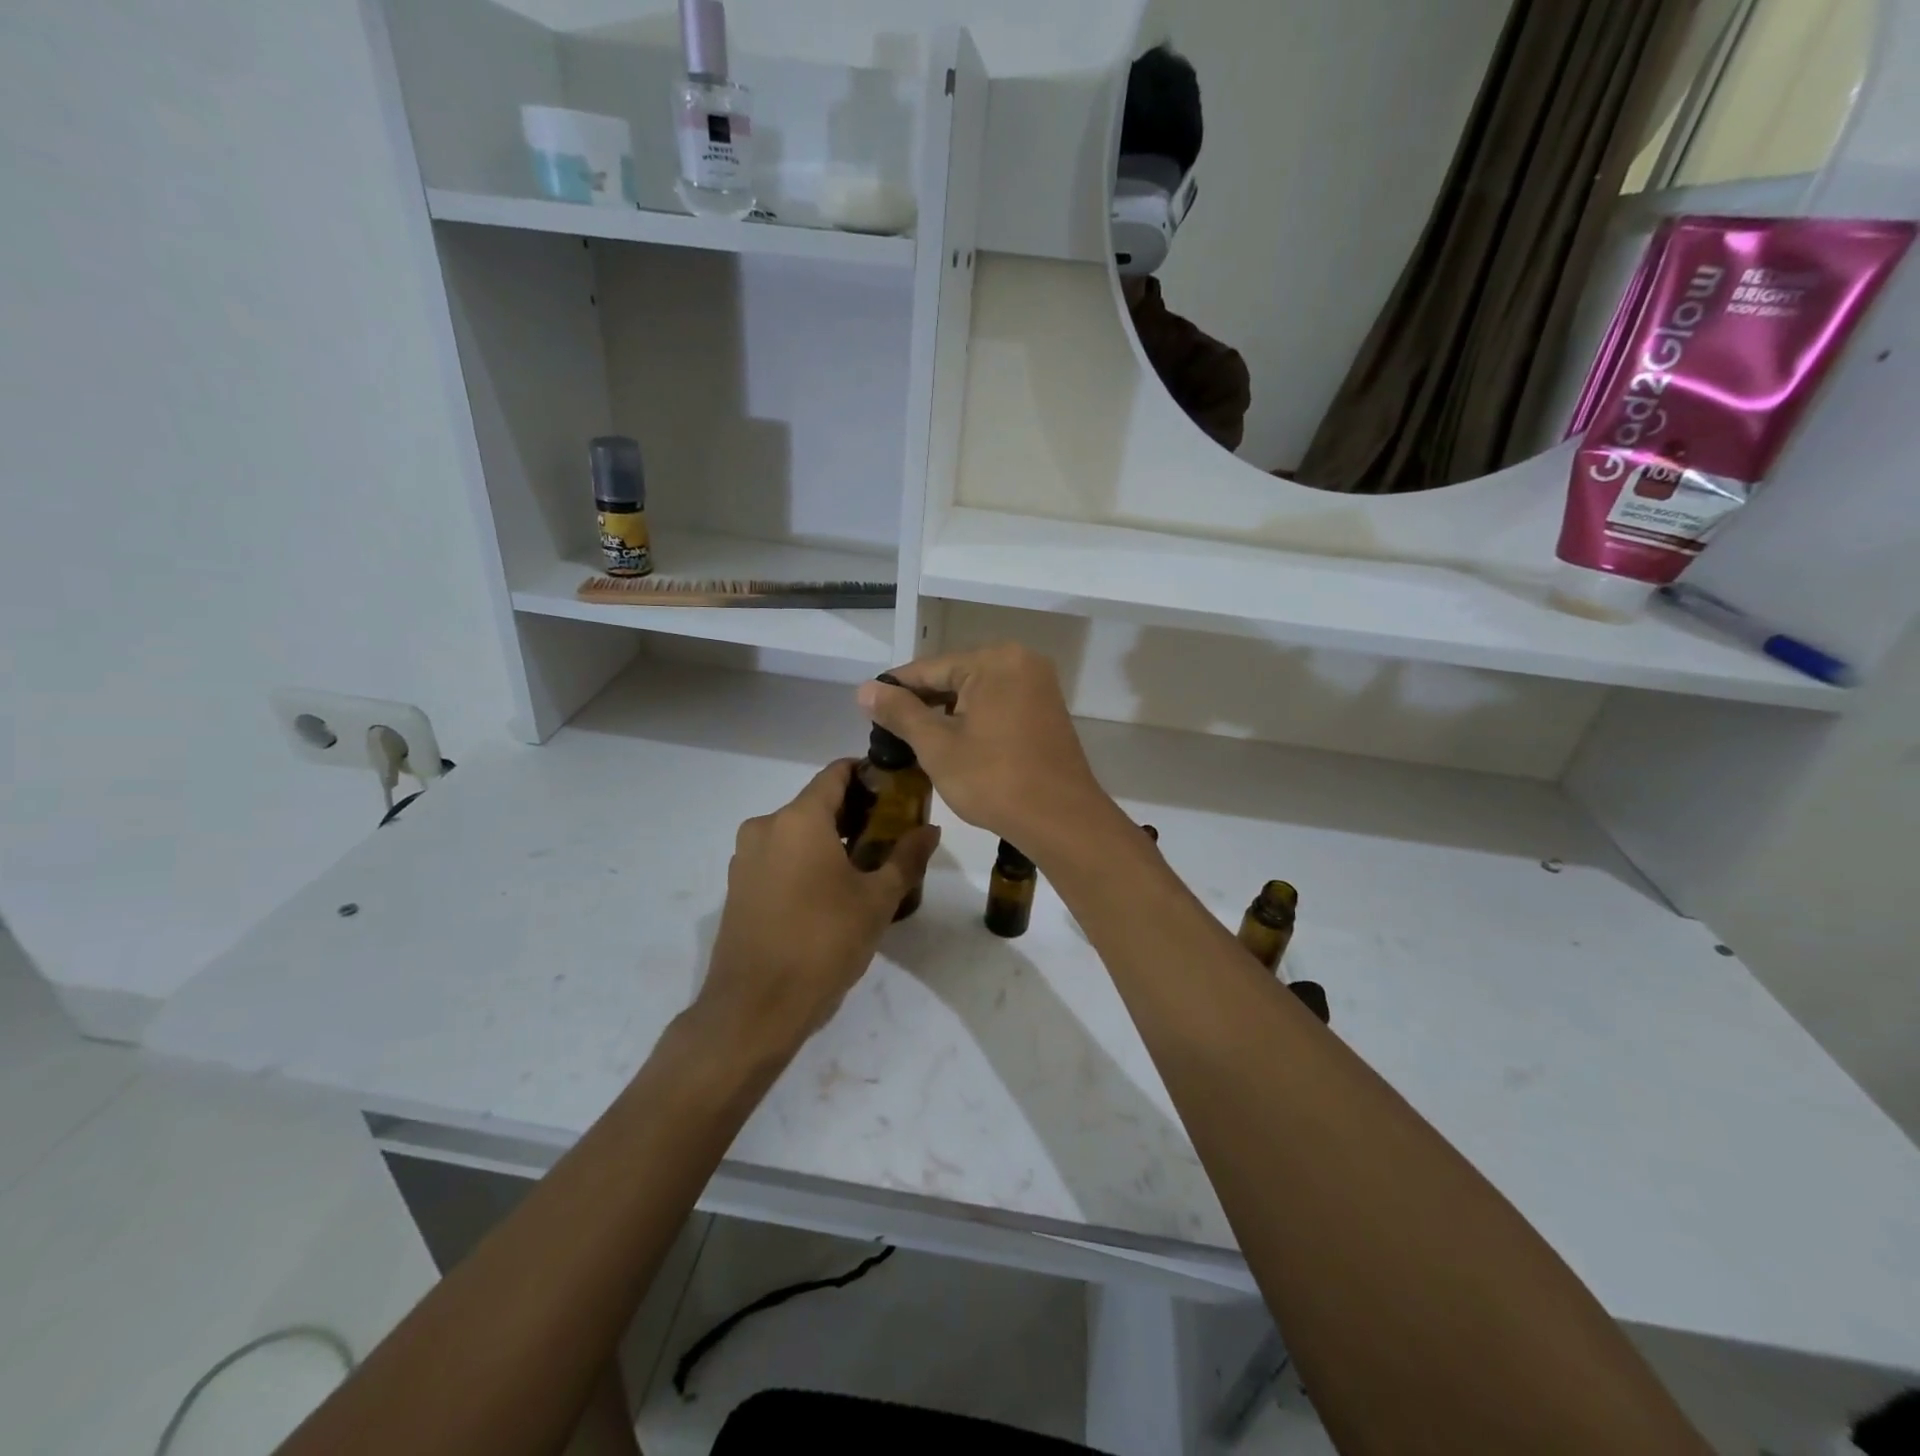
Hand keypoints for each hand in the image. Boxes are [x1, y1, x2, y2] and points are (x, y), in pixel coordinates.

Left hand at [694, 761, 939, 1057]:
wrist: (755, 1008)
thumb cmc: (823, 943)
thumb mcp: (877, 901)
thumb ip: (906, 858)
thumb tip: (930, 830)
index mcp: (799, 819)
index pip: (836, 773)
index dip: (868, 774)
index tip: (897, 790)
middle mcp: (766, 827)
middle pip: (816, 803)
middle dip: (855, 812)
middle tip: (891, 833)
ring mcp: (746, 858)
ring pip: (796, 832)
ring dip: (830, 839)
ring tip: (866, 866)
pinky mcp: (738, 887)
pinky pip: (779, 857)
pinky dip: (805, 860)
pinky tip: (830, 892)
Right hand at [856, 644, 1119, 851]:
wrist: (1061, 819)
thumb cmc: (994, 780)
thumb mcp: (938, 746)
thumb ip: (900, 713)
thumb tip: (865, 689)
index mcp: (994, 660)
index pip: (930, 668)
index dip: (895, 689)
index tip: (867, 707)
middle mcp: (1021, 661)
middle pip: (955, 676)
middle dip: (922, 703)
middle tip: (888, 730)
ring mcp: (1039, 686)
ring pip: (977, 692)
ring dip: (947, 714)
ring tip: (914, 740)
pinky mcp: (1046, 710)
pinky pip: (999, 705)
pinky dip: (974, 720)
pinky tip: (953, 743)